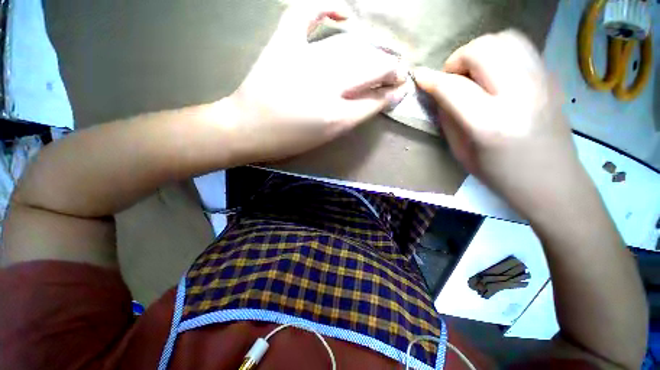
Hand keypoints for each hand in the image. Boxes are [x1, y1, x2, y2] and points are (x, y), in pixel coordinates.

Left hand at [224, 4, 407, 162]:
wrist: (248, 129)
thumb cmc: (290, 140)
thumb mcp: (328, 136)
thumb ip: (355, 116)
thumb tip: (379, 99)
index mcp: (336, 116)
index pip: (376, 99)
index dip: (393, 92)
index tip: (402, 88)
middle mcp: (326, 86)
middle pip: (369, 69)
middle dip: (390, 69)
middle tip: (397, 72)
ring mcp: (304, 60)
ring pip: (350, 48)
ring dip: (371, 51)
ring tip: (379, 57)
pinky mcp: (283, 44)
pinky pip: (306, 14)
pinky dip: (325, 7)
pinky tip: (342, 15)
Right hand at [414, 30, 584, 216]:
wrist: (551, 181)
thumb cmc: (499, 174)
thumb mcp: (461, 151)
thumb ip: (448, 118)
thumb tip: (438, 93)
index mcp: (490, 123)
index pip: (453, 87)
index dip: (430, 79)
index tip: (418, 77)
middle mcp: (519, 94)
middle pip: (482, 49)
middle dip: (457, 59)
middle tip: (452, 79)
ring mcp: (542, 81)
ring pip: (505, 38)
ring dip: (480, 51)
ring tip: (473, 73)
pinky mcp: (552, 77)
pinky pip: (522, 47)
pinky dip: (500, 53)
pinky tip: (494, 74)